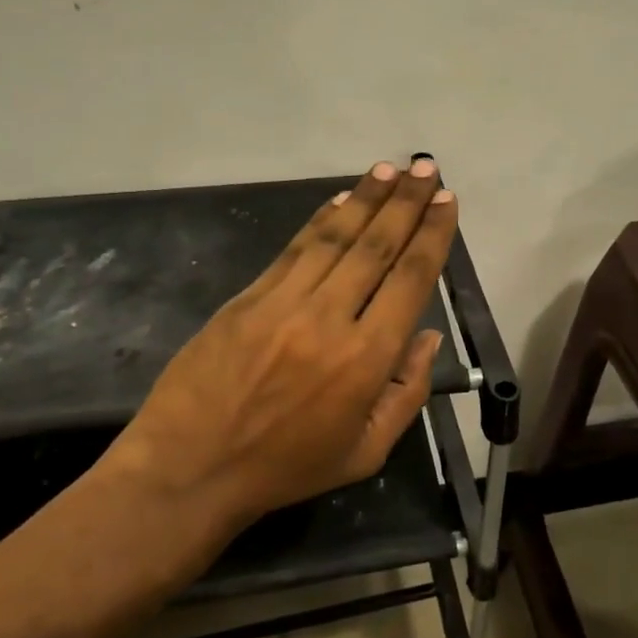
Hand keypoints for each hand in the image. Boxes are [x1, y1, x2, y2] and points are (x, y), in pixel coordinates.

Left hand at [111, 159, 457, 528]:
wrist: (190, 469)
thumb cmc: (286, 468)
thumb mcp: (366, 452)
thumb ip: (407, 393)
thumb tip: (428, 335)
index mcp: (366, 359)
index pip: (410, 279)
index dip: (433, 234)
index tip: (447, 200)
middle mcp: (330, 318)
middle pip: (377, 246)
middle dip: (407, 202)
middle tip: (426, 167)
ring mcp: (284, 302)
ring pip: (336, 237)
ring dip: (368, 198)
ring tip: (392, 169)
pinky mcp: (248, 297)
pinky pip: (295, 249)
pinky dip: (322, 220)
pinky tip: (342, 198)